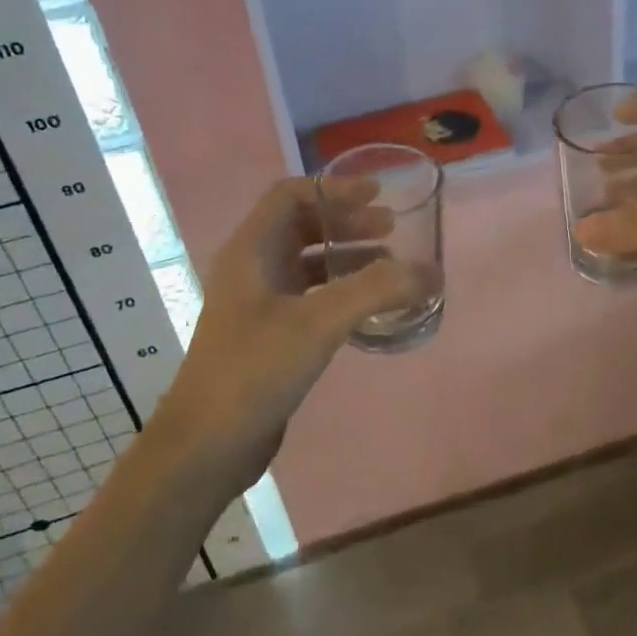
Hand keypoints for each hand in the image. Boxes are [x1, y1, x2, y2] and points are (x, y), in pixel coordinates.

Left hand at [146, 178, 421, 495]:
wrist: (206, 446)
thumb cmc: (254, 371)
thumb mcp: (318, 322)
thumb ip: (376, 290)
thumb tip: (430, 271)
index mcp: (250, 250)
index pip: (290, 195)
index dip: (334, 189)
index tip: (377, 195)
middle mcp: (250, 268)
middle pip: (302, 225)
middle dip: (347, 221)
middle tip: (391, 228)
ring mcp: (257, 303)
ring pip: (307, 261)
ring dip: (347, 255)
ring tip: (390, 264)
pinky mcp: (267, 334)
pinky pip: (309, 295)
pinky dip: (340, 290)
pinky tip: (369, 307)